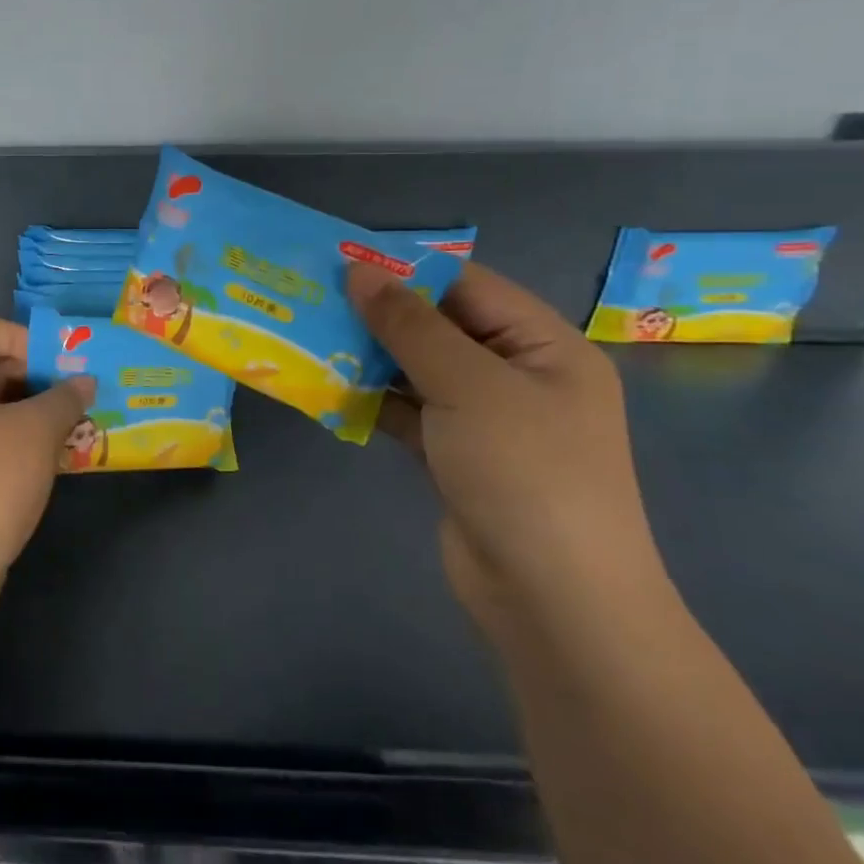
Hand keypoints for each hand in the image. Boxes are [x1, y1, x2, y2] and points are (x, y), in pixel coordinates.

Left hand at [0, 316, 94, 587]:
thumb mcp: (35, 433)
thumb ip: (63, 399)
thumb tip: (83, 383)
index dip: (18, 335)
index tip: (55, 363)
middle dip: (35, 374)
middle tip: (77, 393)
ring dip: (33, 408)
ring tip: (76, 423)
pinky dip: (19, 436)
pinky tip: (56, 456)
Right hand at [346, 261, 669, 635]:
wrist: (553, 601)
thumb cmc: (524, 472)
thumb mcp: (467, 385)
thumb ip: (409, 324)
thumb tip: (359, 270)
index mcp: (544, 346)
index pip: (467, 286)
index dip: (405, 270)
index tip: (338, 263)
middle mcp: (519, 375)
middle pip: (441, 326)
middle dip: (380, 315)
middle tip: (313, 299)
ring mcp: (488, 420)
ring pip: (419, 370)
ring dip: (370, 358)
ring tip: (310, 338)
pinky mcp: (457, 456)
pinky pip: (411, 412)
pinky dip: (374, 400)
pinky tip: (330, 389)